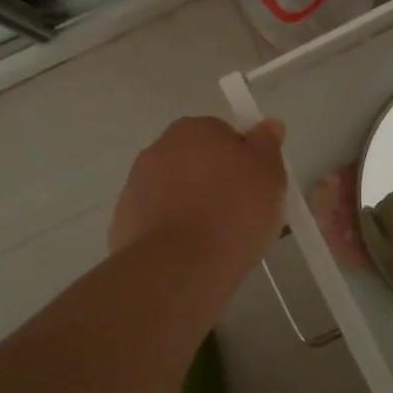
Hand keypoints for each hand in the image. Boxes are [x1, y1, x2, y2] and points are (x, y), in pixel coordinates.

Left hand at [108, 116, 287, 271]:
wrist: (177, 269)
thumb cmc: (232, 213)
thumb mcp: (269, 175)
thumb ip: (267, 145)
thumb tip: (268, 124)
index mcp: (193, 129)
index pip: (224, 135)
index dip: (243, 161)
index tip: (255, 187)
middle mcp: (159, 149)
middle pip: (197, 161)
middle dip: (215, 181)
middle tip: (240, 214)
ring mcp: (136, 186)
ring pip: (175, 191)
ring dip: (191, 206)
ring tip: (216, 240)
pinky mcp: (123, 222)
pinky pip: (158, 220)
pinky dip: (172, 232)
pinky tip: (190, 254)